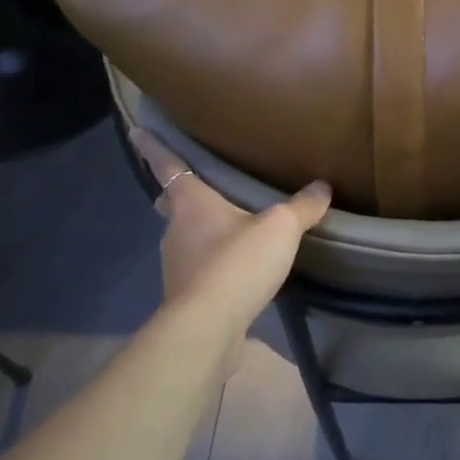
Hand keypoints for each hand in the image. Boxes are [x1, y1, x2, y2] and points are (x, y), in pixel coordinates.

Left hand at [129, 127, 330, 302]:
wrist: (208, 328)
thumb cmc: (237, 263)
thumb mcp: (280, 229)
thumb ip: (302, 207)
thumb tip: (323, 186)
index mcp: (192, 202)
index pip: (168, 165)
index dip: (154, 146)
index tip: (137, 130)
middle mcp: (176, 229)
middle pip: (172, 203)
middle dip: (177, 194)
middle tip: (196, 187)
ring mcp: (176, 264)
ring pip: (183, 236)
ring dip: (198, 230)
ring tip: (227, 227)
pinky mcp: (184, 295)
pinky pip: (197, 267)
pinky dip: (211, 262)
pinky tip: (234, 268)